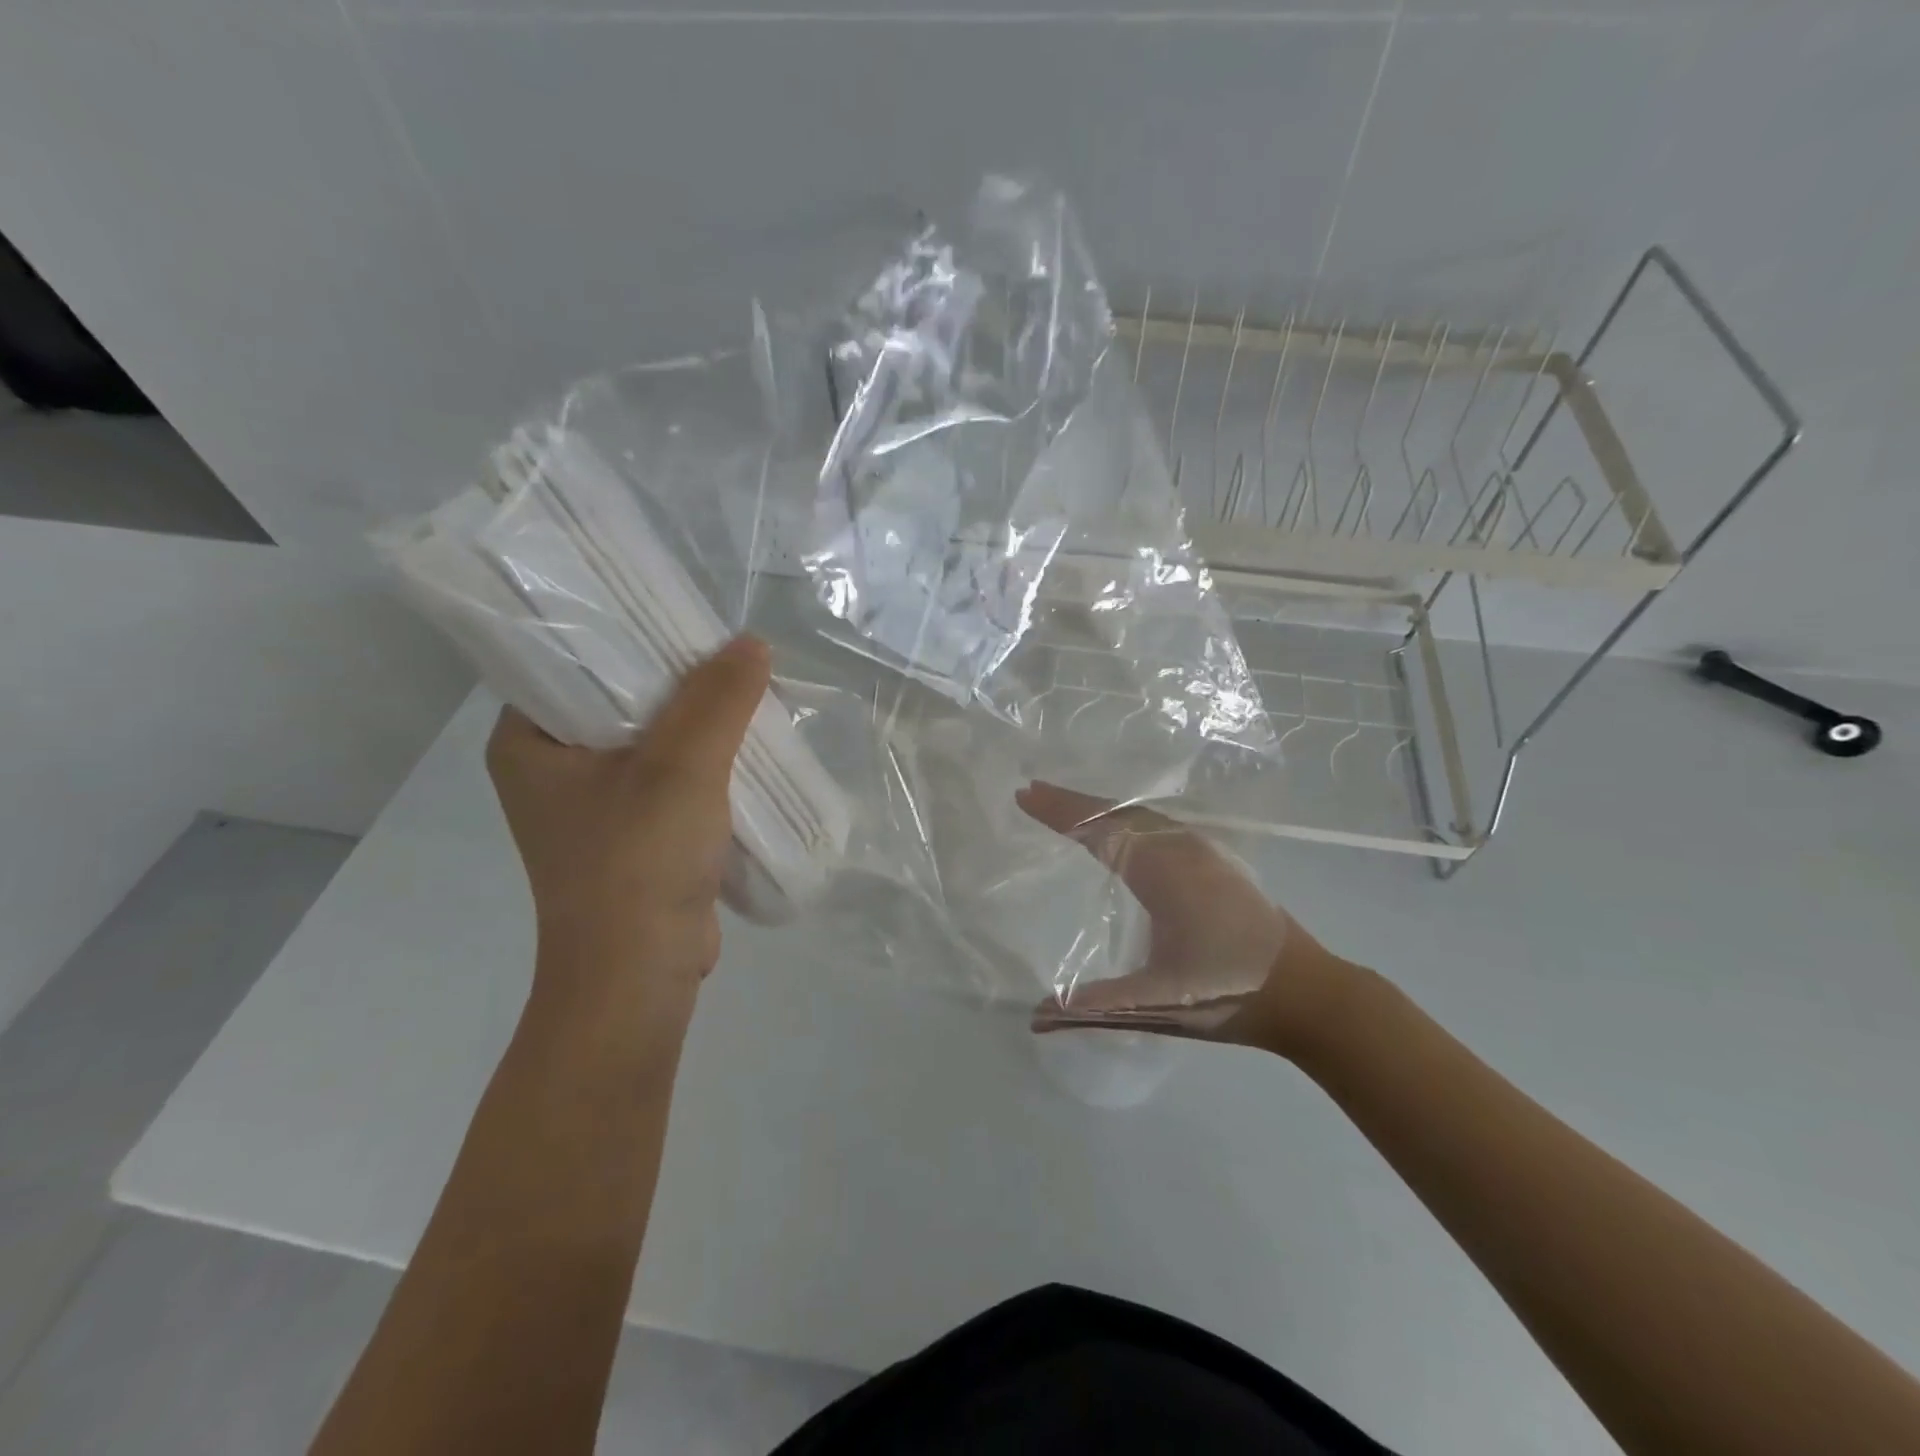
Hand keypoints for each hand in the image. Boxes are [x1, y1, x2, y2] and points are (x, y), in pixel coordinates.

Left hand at [487, 637, 770, 1021]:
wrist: (640, 975)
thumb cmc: (639, 862)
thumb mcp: (682, 768)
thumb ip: (718, 700)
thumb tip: (753, 644)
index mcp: (528, 742)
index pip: (571, 661)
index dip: (627, 633)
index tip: (681, 616)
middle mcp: (553, 768)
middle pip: (619, 698)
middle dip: (677, 680)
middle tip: (726, 653)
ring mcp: (594, 803)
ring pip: (651, 738)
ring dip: (698, 722)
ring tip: (744, 690)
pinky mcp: (633, 832)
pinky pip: (670, 775)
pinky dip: (705, 761)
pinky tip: (746, 744)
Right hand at [1015, 782, 1356, 1055]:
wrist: (1312, 996)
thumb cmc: (1231, 996)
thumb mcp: (1156, 1006)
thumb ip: (1093, 1008)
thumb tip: (1033, 1018)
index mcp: (1164, 874)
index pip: (1101, 829)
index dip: (1060, 811)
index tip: (1025, 794)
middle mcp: (1183, 850)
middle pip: (1120, 811)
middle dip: (1074, 802)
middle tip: (1034, 793)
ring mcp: (1205, 852)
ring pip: (1143, 814)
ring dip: (1102, 808)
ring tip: (1066, 807)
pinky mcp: (1217, 861)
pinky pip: (1160, 824)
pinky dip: (1128, 818)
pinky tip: (1120, 831)